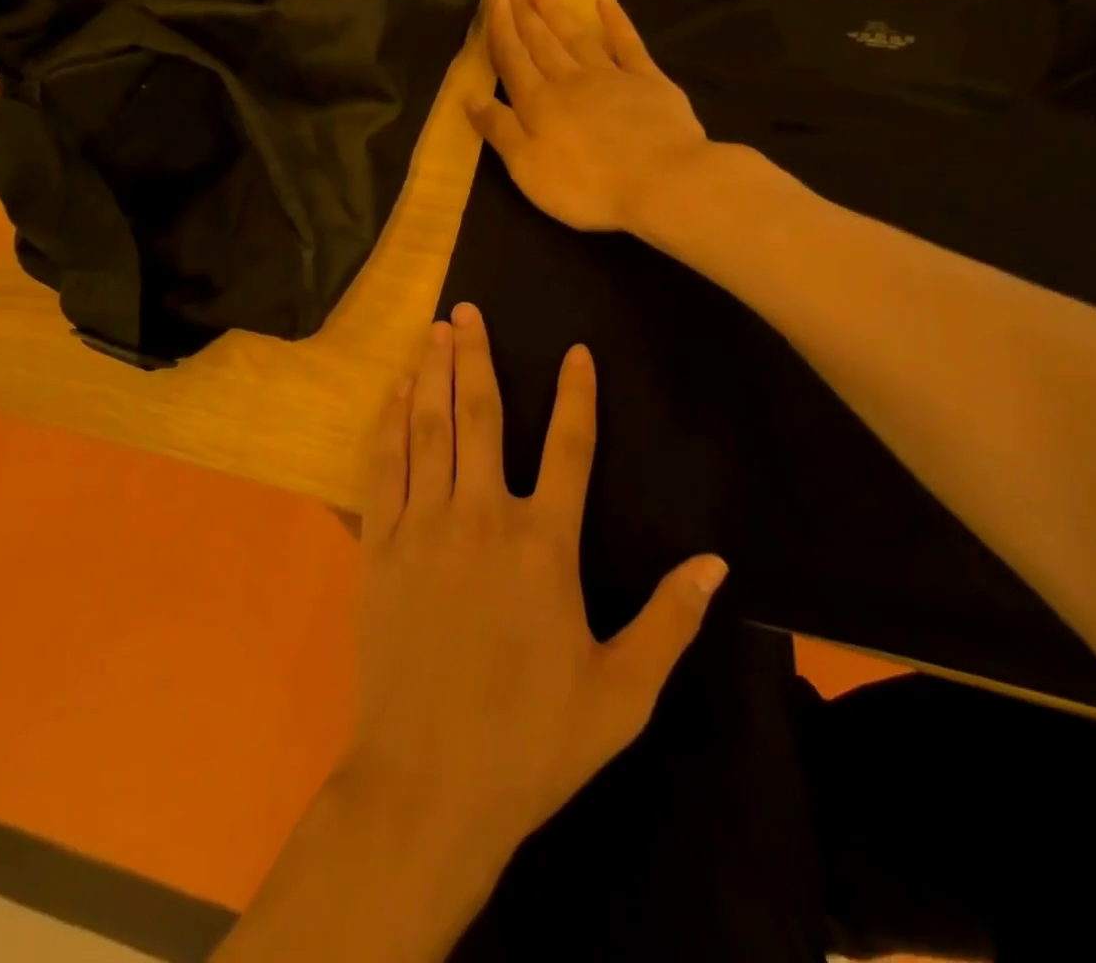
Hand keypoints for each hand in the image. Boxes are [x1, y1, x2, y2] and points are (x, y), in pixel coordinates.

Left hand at [343, 303, 728, 865]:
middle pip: (480, 415)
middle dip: (475, 356)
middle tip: (467, 310)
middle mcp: (482, 516)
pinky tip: (396, 394)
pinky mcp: (379, 546)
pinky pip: (384, 467)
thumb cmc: (532, 741)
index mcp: (545, 545)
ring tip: (433, 331)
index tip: (575, 350)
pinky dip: (390, 423)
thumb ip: (669, 621)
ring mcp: (422, 526)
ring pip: (428, 429)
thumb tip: (715, 563)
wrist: (428, 785)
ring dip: (431, 374)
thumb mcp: (622, 693)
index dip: (576, 394)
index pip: (569, 446)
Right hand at [468, 0, 710, 231]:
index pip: (513, 61)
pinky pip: (627, 43)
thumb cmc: (585, 185)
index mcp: (538, 104)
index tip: (496, 2)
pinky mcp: (648, 81)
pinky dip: (615, 21)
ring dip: (557, 12)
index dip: (502, 32)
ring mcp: (611, 77)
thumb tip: (470, 96)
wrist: (660, 181)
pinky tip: (605, 2)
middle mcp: (570, 81)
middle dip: (526, 15)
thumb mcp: (527, 166)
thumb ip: (499, 129)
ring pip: (577, 37)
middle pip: (542, 43)